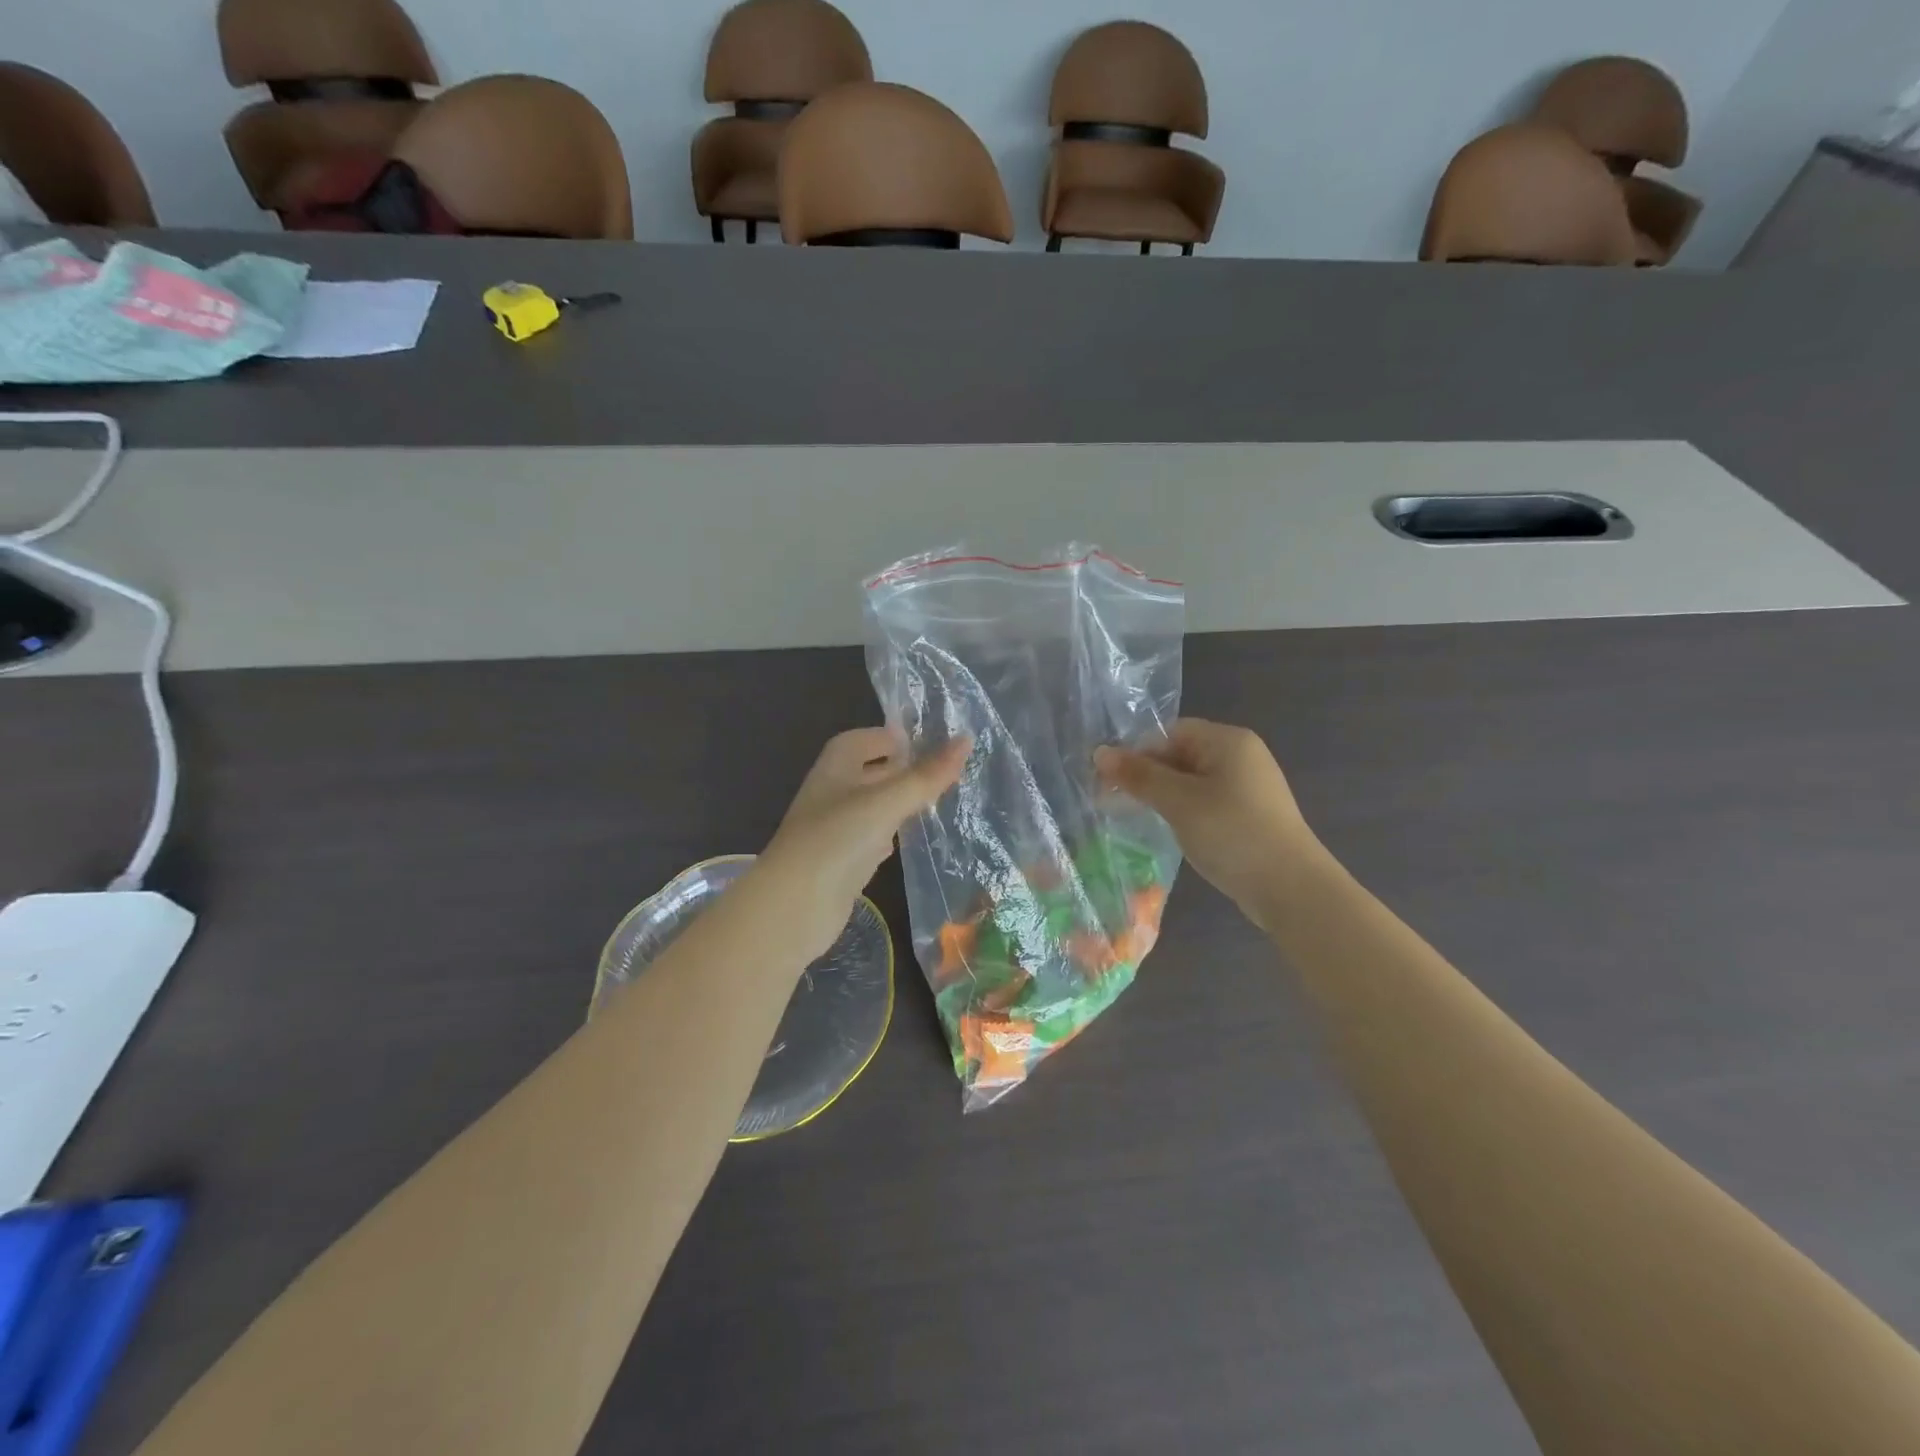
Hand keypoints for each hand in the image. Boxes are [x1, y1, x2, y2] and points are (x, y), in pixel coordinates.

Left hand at [753, 729, 970, 962]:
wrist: (794, 906)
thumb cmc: (837, 840)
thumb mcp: (886, 802)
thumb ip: (926, 775)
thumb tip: (966, 739)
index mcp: (834, 769)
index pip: (860, 740)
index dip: (887, 737)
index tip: (923, 740)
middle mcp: (832, 794)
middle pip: (868, 773)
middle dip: (900, 770)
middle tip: (941, 771)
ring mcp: (835, 831)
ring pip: (871, 807)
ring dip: (898, 803)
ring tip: (935, 801)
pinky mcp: (841, 863)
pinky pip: (869, 839)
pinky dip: (889, 835)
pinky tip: (907, 840)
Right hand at [1096, 719, 1322, 932]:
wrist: (1291, 888)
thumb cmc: (1231, 833)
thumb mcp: (1178, 801)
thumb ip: (1139, 776)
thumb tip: (1100, 753)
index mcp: (1228, 741)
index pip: (1170, 732)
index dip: (1137, 752)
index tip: (1111, 782)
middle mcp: (1242, 756)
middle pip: (1180, 754)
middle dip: (1147, 776)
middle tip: (1114, 802)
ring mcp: (1249, 787)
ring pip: (1192, 781)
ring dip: (1163, 796)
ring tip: (1137, 818)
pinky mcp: (1250, 815)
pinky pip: (1206, 802)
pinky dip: (1184, 812)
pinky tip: (1171, 832)